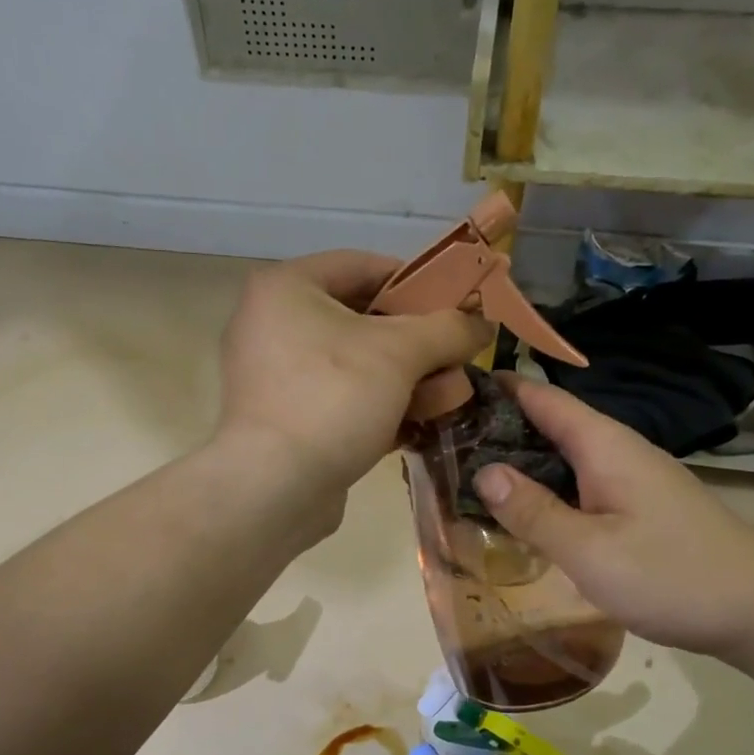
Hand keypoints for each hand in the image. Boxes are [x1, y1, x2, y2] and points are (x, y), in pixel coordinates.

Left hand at [218, 249, 492, 495]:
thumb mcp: (401, 353)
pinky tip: (417, 426)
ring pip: (354, 366)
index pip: (362, 266)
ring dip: (406, 381)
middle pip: (361, 320)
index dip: (415, 282)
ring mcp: (274, 377)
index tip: (454, 304)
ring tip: (448, 399)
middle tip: (456, 360)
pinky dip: (378, 409)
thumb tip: (482, 325)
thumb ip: (447, 329)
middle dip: (417, 344)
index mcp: (286, 288)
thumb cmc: (333, 398)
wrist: (274, 489)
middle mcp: (271, 325)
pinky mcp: (283, 421)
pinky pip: (339, 401)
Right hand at [473, 376, 753, 659]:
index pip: (544, 398)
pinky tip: (524, 515)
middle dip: (499, 430)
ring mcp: (632, 481)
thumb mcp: (589, 549)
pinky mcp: (639, 510)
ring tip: (468, 478)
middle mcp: (618, 453)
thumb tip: (482, 471)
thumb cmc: (671, 575)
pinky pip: (580, 487)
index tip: (450, 389)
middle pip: (550, 427)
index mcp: (605, 446)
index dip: (499, 388)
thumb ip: (533, 512)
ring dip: (520, 464)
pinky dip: (546, 492)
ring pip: (564, 460)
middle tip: (444, 445)